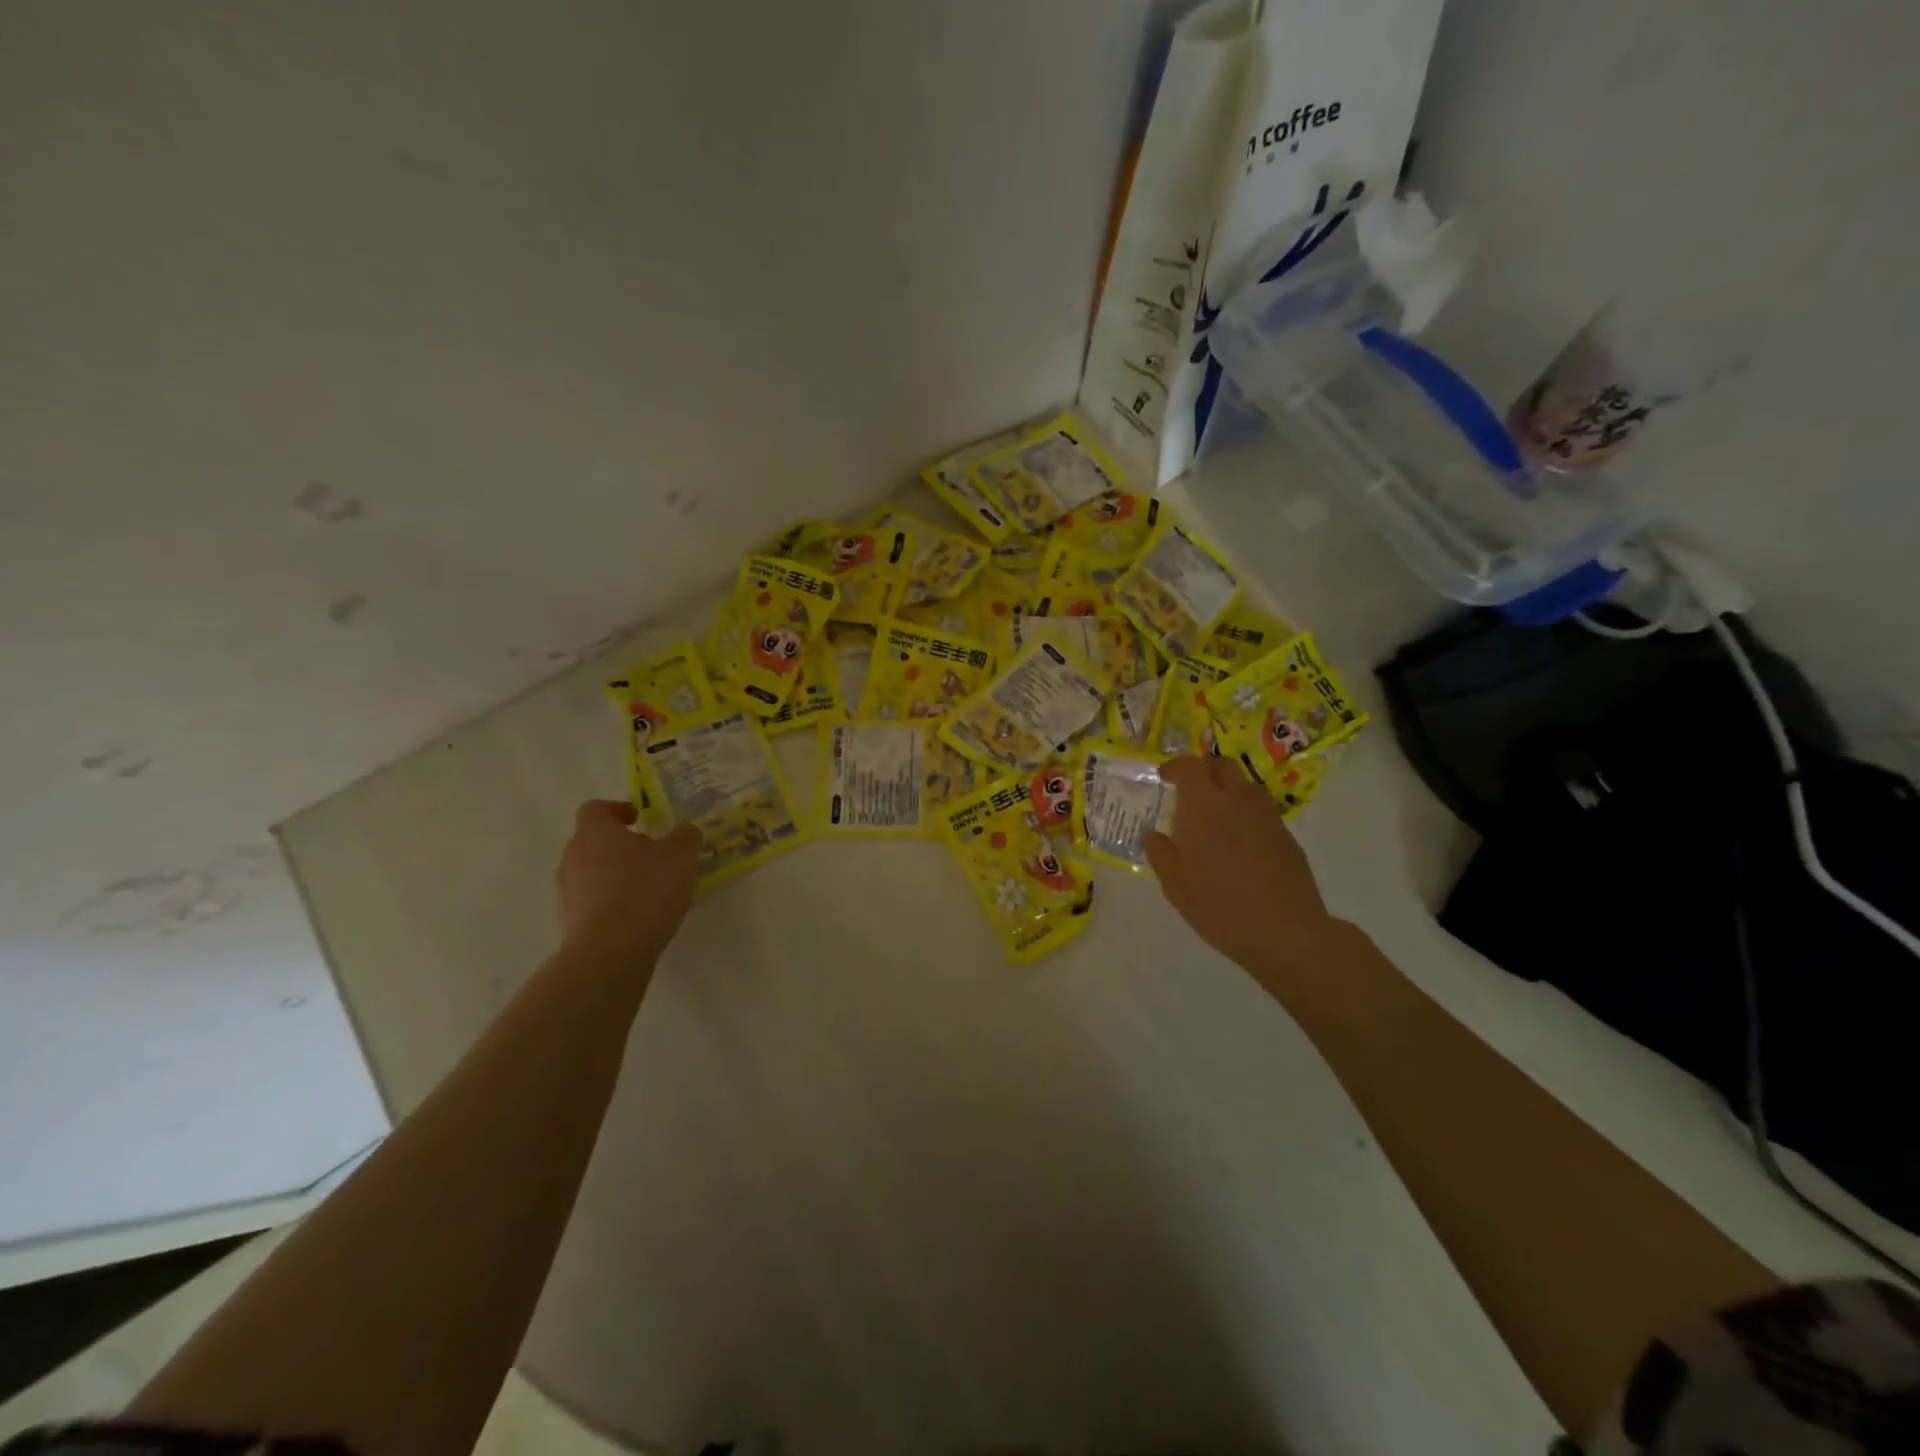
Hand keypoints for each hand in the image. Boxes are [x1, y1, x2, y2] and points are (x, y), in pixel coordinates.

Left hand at [555, 800, 700, 965]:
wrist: (609, 952)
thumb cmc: (645, 891)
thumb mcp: (681, 857)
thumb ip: (686, 837)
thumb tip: (685, 831)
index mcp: (595, 833)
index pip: (596, 809)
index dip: (617, 810)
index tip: (639, 819)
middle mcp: (573, 857)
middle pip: (592, 841)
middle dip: (620, 845)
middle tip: (651, 854)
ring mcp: (567, 892)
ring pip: (591, 873)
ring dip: (616, 875)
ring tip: (648, 889)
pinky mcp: (570, 923)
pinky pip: (592, 902)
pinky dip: (612, 902)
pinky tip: (638, 916)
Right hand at [1144, 755, 1339, 970]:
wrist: (1284, 931)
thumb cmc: (1219, 906)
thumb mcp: (1175, 886)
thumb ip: (1161, 854)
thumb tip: (1153, 835)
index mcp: (1204, 807)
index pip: (1189, 767)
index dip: (1175, 767)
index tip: (1164, 777)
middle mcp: (1237, 802)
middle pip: (1223, 766)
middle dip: (1205, 771)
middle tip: (1190, 791)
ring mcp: (1267, 818)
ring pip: (1247, 786)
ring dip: (1229, 790)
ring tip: (1216, 817)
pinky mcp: (1287, 837)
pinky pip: (1263, 812)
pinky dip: (1247, 815)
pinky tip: (1240, 845)